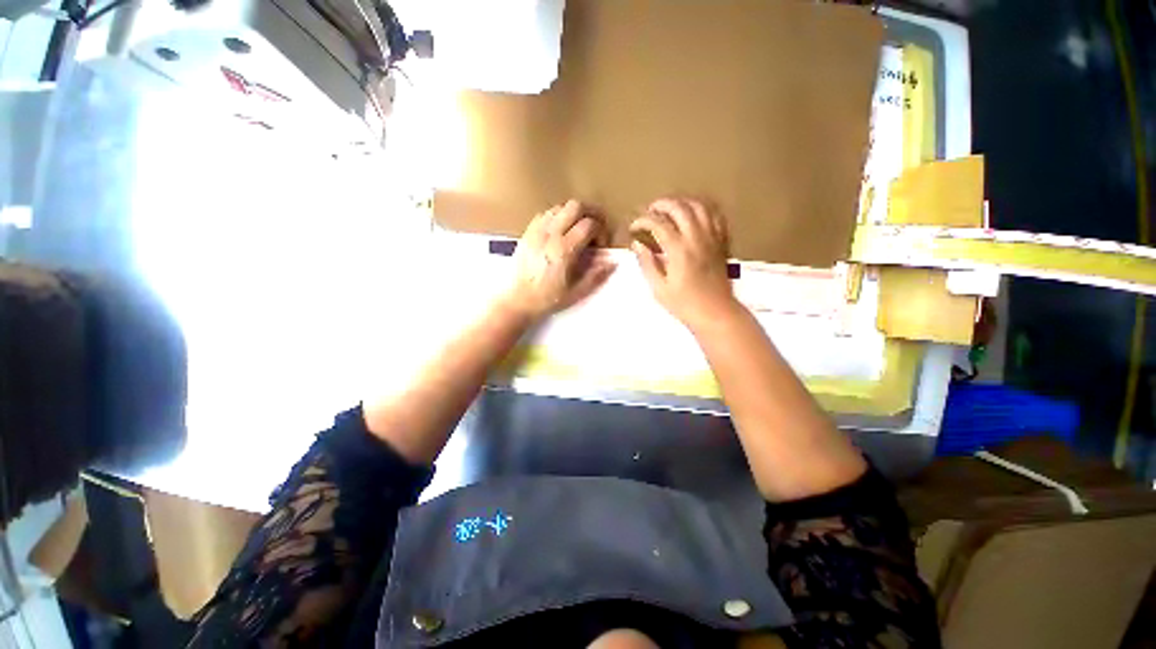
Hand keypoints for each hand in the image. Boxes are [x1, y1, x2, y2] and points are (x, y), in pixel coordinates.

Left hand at [500, 200, 614, 319]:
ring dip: (574, 214)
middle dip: (591, 213)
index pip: (589, 225)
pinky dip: (557, 216)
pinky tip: (560, 231)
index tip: (601, 245)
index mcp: (564, 250)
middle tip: (595, 228)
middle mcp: (550, 234)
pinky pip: (546, 213)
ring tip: (578, 231)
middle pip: (576, 206)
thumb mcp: (577, 291)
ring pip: (560, 207)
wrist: (519, 299)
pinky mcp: (528, 232)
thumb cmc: (548, 298)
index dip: (601, 231)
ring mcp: (537, 230)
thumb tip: (612, 262)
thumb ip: (596, 275)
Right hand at [630, 198, 740, 330]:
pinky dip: (702, 210)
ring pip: (699, 207)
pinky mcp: (722, 242)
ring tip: (670, 209)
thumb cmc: (685, 305)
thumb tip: (637, 245)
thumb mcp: (659, 288)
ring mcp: (712, 238)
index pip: (658, 224)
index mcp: (679, 251)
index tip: (634, 227)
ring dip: (682, 203)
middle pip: (679, 208)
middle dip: (661, 204)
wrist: (716, 313)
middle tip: (650, 211)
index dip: (643, 221)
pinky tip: (693, 216)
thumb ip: (647, 263)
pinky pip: (715, 216)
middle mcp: (697, 239)